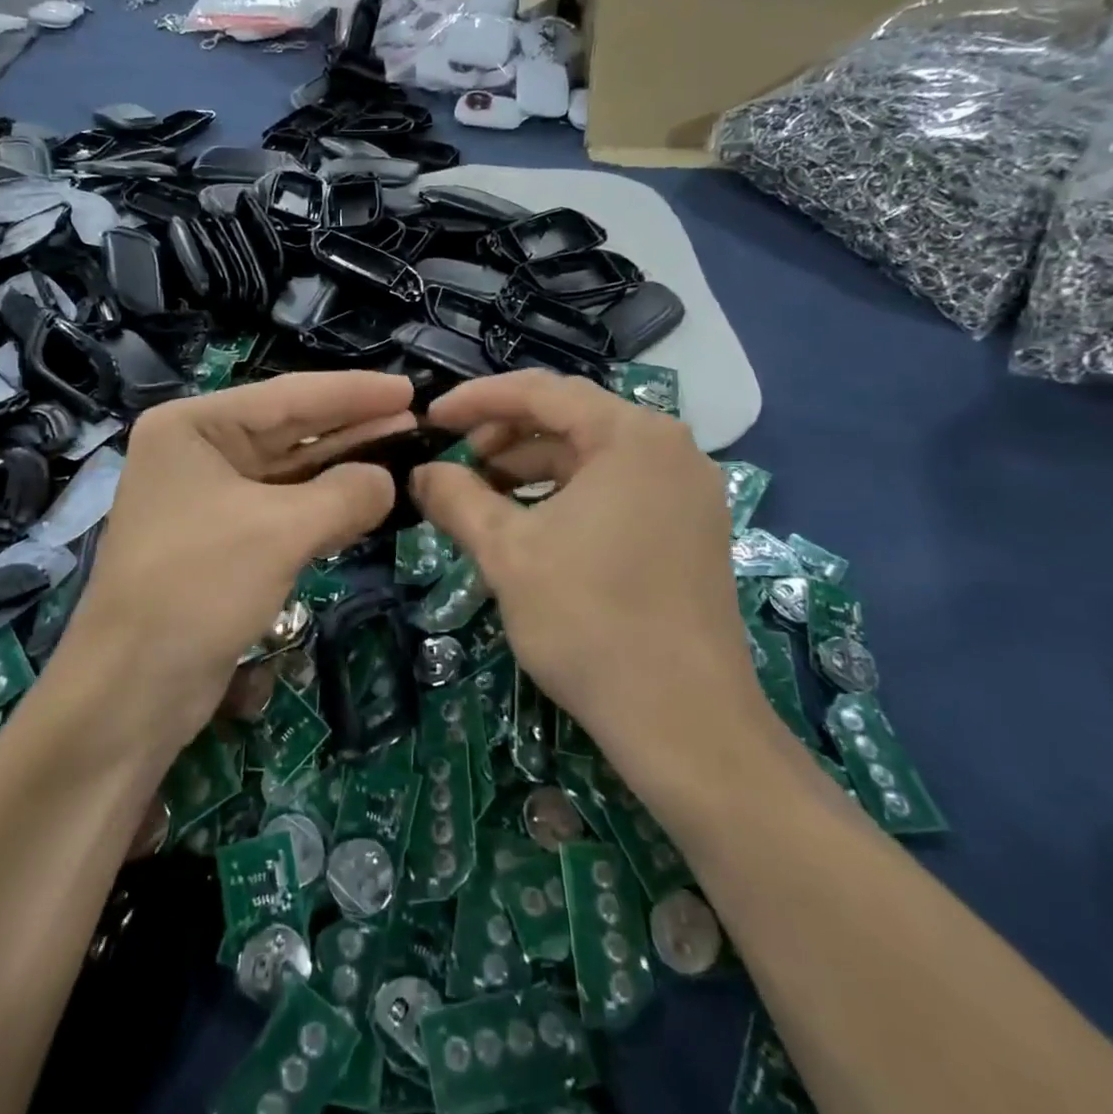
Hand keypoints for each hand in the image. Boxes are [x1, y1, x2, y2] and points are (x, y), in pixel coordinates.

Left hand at [54, 370, 414, 755]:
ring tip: (403, 454)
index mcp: (192, 426)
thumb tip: (388, 481)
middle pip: (288, 431)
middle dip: (352, 428)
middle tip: (415, 421)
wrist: (132, 688)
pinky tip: (367, 501)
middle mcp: (197, 453)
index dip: (352, 392)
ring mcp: (208, 499)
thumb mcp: (278, 531)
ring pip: (289, 473)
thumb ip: (344, 495)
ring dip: (342, 468)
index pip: (286, 397)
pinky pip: (283, 511)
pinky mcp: (223, 542)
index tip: (408, 387)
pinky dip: (323, 507)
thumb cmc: (197, 587)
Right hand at [411, 371, 780, 815]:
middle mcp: (670, 448)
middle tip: (458, 464)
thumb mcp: (506, 551)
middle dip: (506, 435)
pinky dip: (568, 495)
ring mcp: (688, 490)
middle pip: (571, 418)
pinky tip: (534, 525)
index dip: (477, 400)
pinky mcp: (692, 529)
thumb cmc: (589, 621)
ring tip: (486, 497)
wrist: (685, 722)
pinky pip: (618, 488)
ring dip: (534, 467)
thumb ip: (456, 498)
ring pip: (593, 456)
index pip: (541, 391)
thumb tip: (421, 473)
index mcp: (631, 435)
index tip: (432, 420)